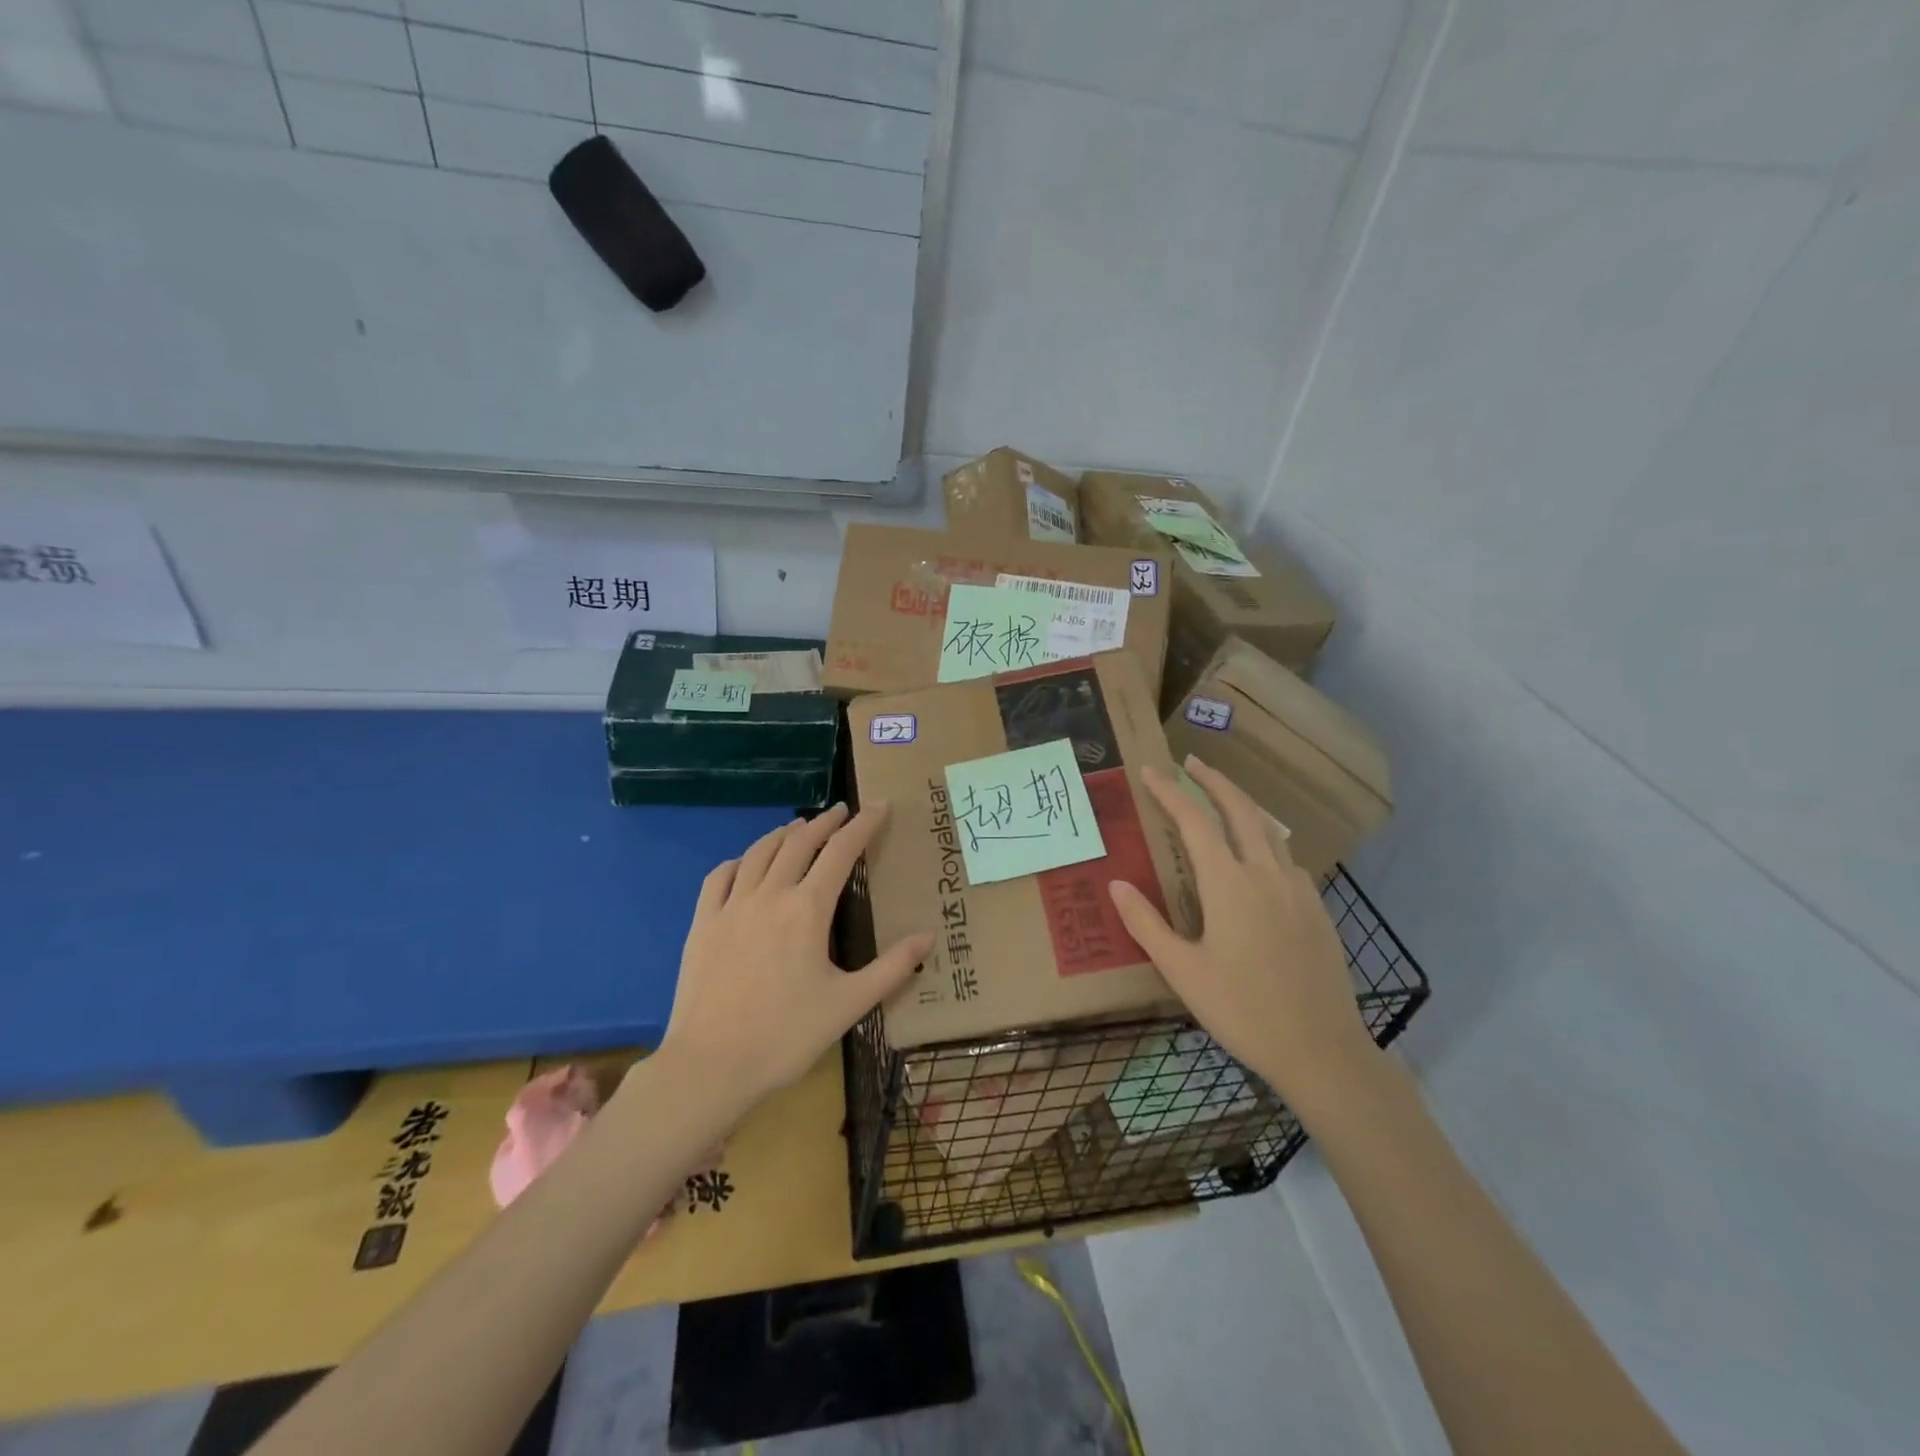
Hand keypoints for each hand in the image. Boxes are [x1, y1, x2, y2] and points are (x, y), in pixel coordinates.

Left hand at [659, 803, 933, 1107]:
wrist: (710, 1066)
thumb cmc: (786, 1036)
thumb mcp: (850, 1004)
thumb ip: (893, 967)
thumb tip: (928, 936)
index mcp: (807, 909)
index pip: (841, 851)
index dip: (863, 825)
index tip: (878, 805)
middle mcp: (769, 895)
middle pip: (799, 843)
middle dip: (825, 822)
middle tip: (842, 811)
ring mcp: (730, 906)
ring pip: (759, 852)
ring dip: (784, 834)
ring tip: (799, 827)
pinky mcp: (701, 923)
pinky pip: (719, 877)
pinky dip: (739, 860)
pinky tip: (745, 863)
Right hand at [1108, 757, 1377, 1110]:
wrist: (1321, 1050)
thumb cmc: (1242, 1010)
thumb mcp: (1183, 971)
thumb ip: (1147, 924)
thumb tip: (1117, 885)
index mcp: (1229, 884)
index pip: (1195, 822)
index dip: (1171, 792)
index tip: (1151, 771)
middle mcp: (1266, 874)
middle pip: (1240, 810)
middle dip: (1214, 780)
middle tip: (1192, 762)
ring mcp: (1298, 889)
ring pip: (1269, 830)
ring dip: (1242, 806)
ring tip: (1223, 799)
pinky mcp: (1316, 909)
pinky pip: (1287, 858)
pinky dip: (1265, 839)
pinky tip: (1260, 856)